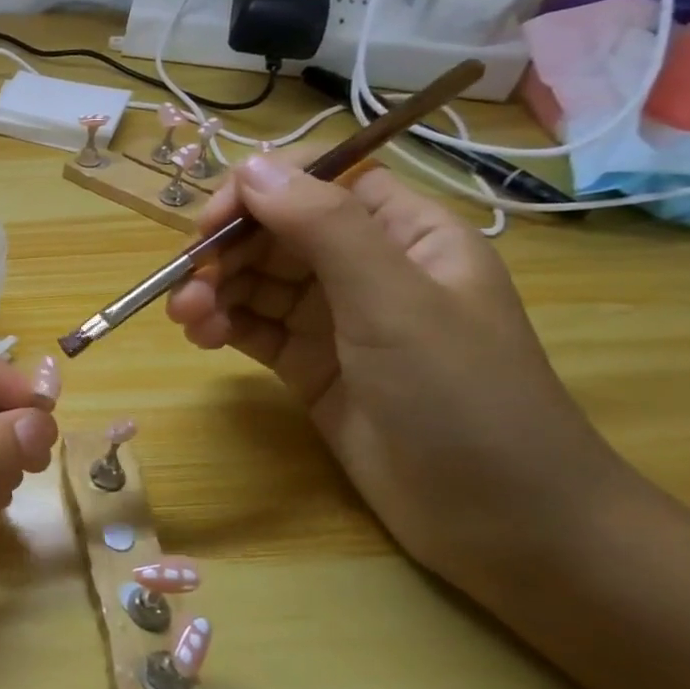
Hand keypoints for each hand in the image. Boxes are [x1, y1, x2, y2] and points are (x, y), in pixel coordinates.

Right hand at [165, 152, 627, 591]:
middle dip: (226, 253)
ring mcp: (336, 319)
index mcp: (405, 235)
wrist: (502, 522)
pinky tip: (203, 337)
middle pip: (276, 233)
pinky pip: (252, 326)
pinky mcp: (309, 364)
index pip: (320, 184)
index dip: (260, 192)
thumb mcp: (393, 302)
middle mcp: (367, 268)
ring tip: (188, 319)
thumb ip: (324, 227)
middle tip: (187, 288)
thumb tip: (251, 165)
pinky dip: (222, 324)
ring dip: (214, 291)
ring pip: (256, 281)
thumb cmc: (462, 396)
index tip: (211, 225)